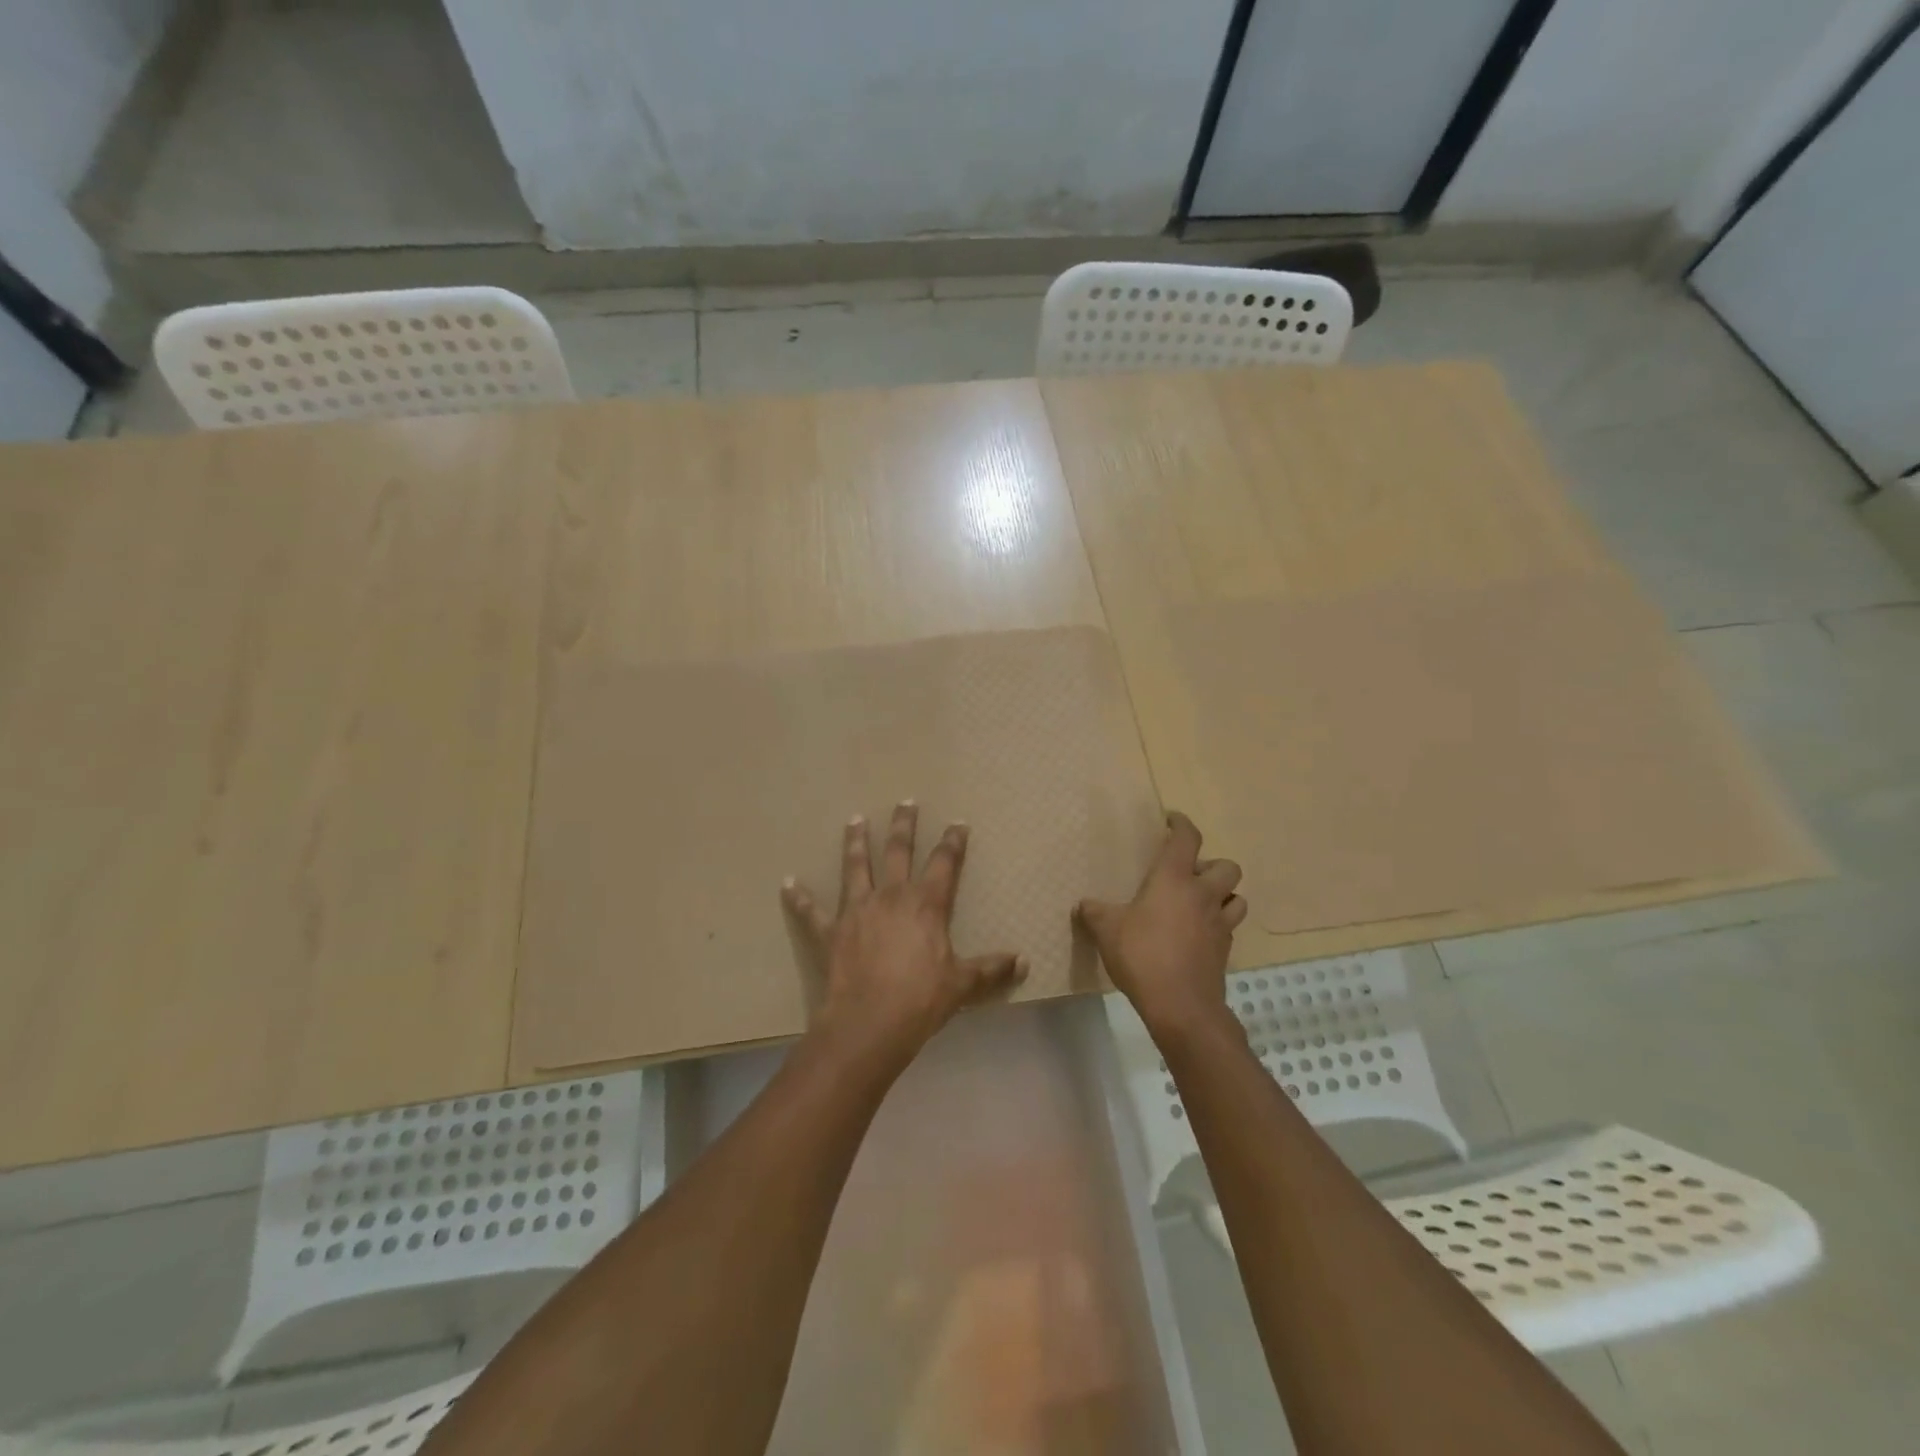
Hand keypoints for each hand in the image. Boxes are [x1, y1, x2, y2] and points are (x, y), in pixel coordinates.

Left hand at [782, 801, 1026, 1073]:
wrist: (870, 1023)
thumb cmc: (921, 1000)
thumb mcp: (962, 985)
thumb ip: (991, 970)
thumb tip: (1024, 963)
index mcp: (926, 904)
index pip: (944, 863)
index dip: (952, 842)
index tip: (957, 823)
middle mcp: (891, 896)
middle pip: (898, 851)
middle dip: (903, 825)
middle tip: (905, 802)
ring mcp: (857, 910)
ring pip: (855, 866)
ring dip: (855, 842)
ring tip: (854, 820)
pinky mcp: (830, 931)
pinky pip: (812, 911)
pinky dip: (800, 897)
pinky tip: (788, 883)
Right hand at [1076, 811, 1245, 1035]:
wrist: (1181, 1005)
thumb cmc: (1142, 955)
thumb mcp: (1107, 930)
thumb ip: (1094, 912)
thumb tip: (1083, 905)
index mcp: (1174, 879)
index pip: (1187, 838)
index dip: (1182, 824)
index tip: (1172, 820)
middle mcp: (1202, 894)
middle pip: (1227, 866)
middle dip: (1212, 865)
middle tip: (1189, 875)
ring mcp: (1219, 923)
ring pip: (1236, 897)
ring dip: (1223, 895)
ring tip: (1200, 903)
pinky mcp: (1225, 950)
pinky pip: (1229, 927)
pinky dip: (1218, 924)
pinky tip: (1199, 934)